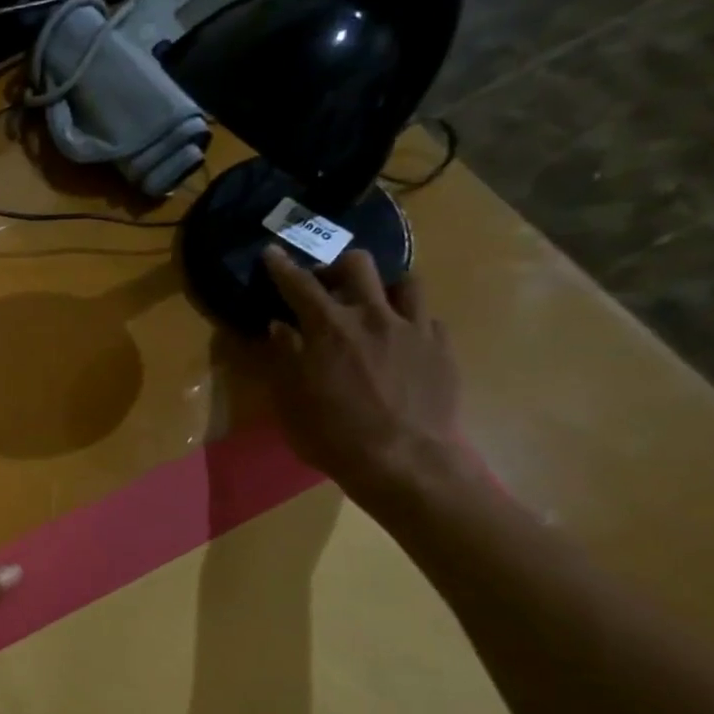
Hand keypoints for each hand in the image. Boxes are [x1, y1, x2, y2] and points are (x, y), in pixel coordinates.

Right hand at [260, 247, 463, 496]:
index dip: (281, 266)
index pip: (298, 285)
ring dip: (383, 288)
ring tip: (374, 306)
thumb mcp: (291, 400)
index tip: (271, 252)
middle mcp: (372, 316)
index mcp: (328, 328)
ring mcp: (413, 329)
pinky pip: (427, 318)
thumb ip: (284, 357)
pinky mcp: (441, 349)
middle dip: (337, 266)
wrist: (405, 461)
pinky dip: (410, 321)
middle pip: (357, 265)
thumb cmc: (334, 434)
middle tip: (328, 285)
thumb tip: (280, 327)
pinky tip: (402, 341)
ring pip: (405, 282)